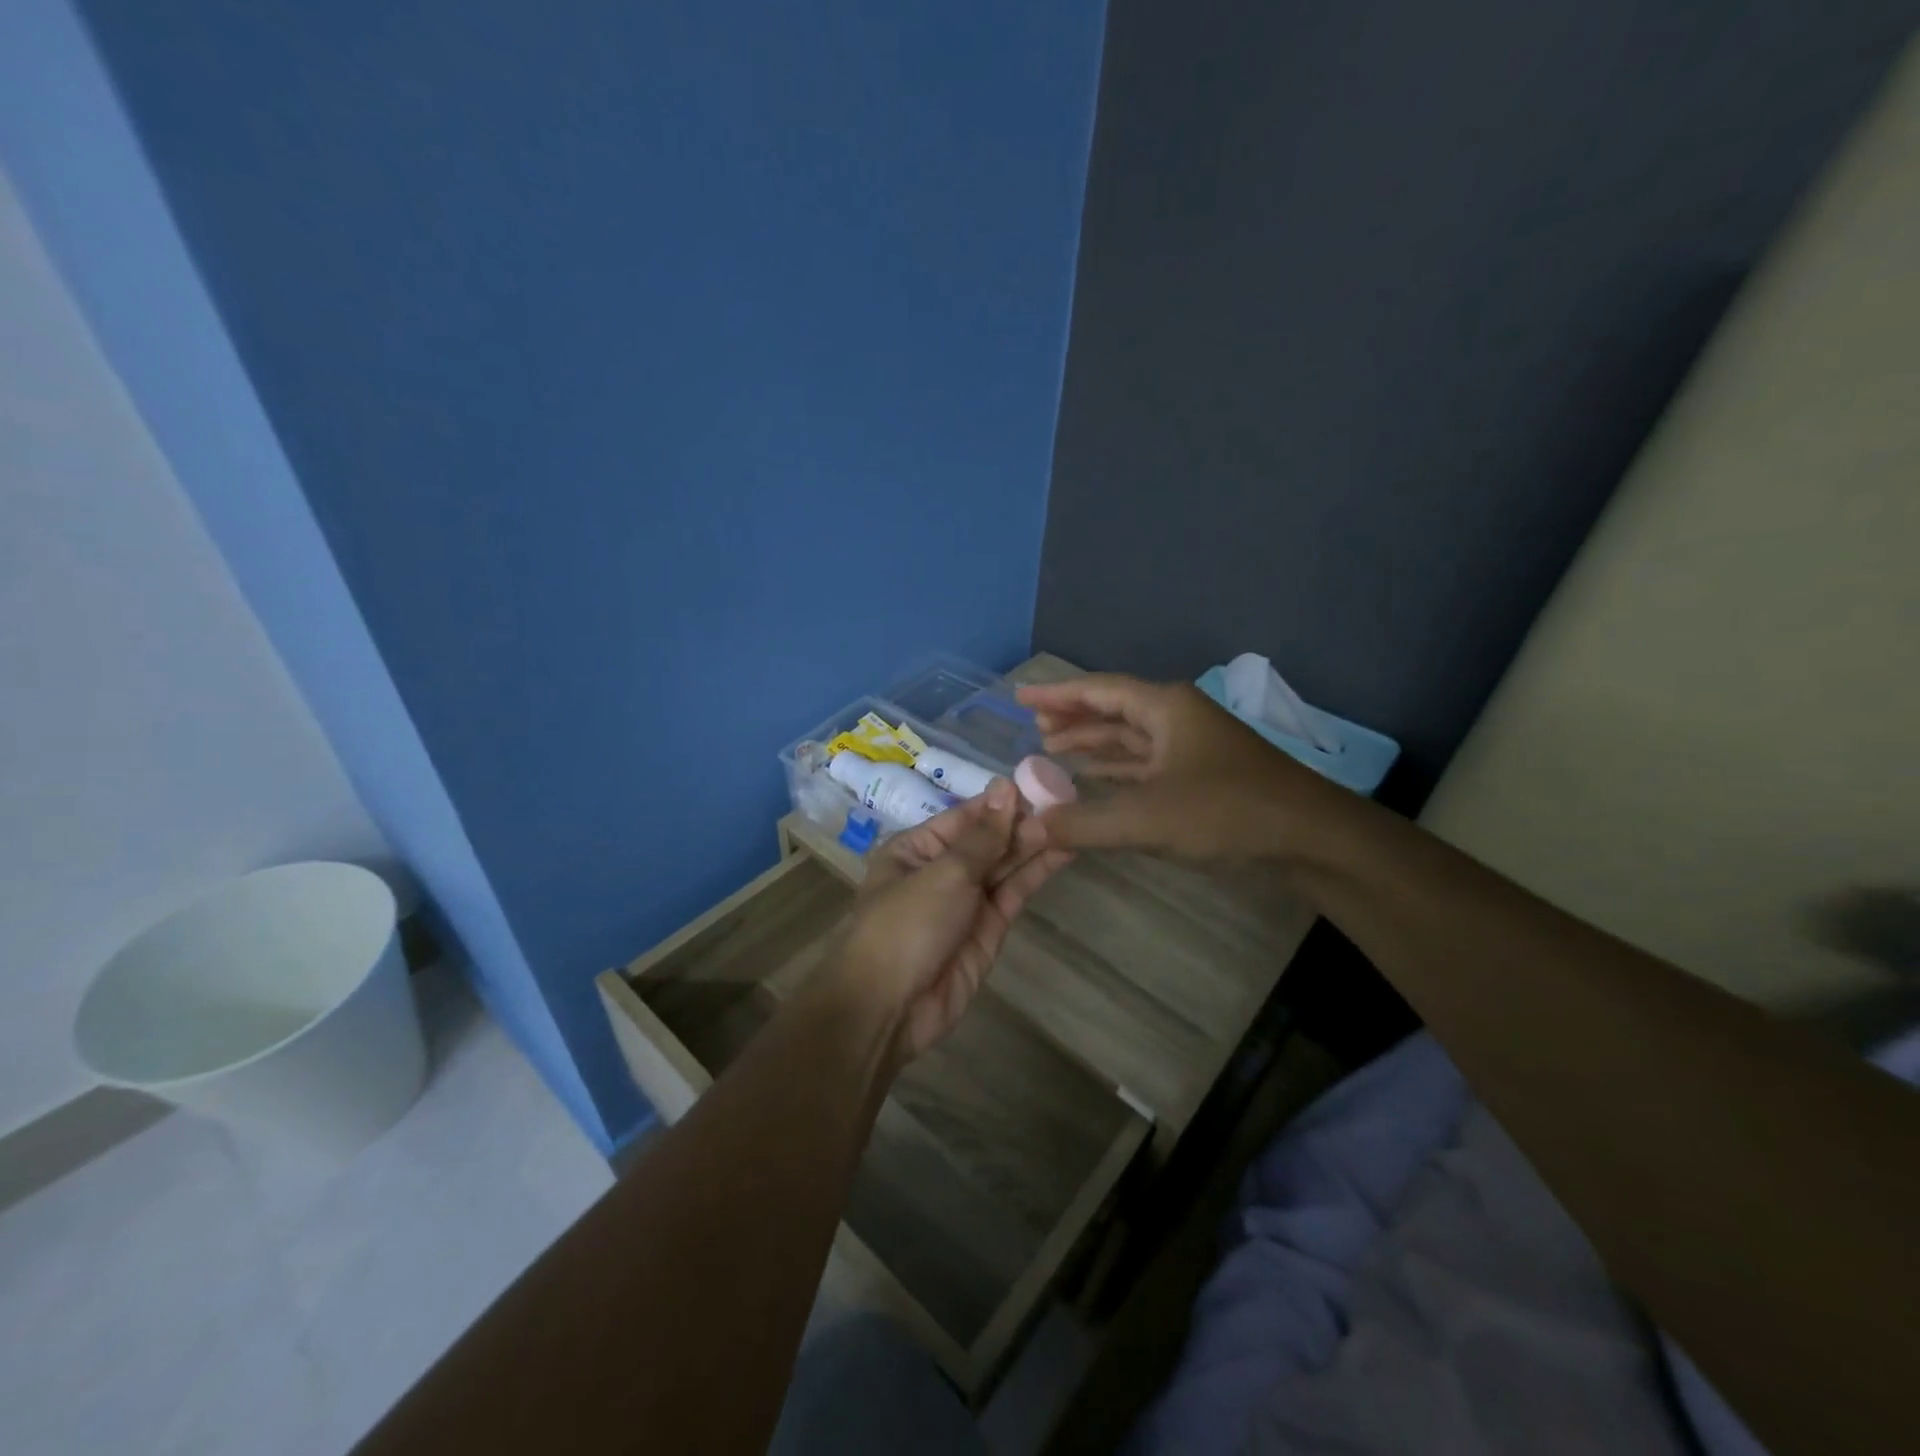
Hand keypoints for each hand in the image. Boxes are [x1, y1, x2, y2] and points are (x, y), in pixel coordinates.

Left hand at [831, 780, 1070, 1061]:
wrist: (889, 1008)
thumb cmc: (906, 924)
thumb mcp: (944, 872)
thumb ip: (984, 836)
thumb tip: (1005, 787)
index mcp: (917, 849)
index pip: (965, 817)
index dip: (1001, 802)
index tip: (1040, 783)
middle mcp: (941, 871)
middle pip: (987, 840)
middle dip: (1022, 823)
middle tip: (1067, 802)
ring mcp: (966, 902)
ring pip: (1005, 866)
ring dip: (1035, 845)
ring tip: (1073, 820)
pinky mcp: (988, 931)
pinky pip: (1013, 894)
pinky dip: (1036, 874)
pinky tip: (1063, 853)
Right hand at [1013, 674, 1339, 859]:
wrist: (1310, 837)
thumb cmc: (1226, 812)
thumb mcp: (1146, 818)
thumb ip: (1082, 823)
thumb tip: (1029, 826)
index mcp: (1165, 708)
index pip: (1099, 691)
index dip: (1057, 695)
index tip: (1021, 698)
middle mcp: (1177, 718)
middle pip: (1114, 710)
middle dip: (1073, 718)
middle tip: (1033, 727)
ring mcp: (1192, 747)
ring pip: (1131, 738)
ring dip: (1093, 743)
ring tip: (1052, 749)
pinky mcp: (1202, 776)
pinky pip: (1146, 763)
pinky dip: (1117, 769)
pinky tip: (1095, 780)